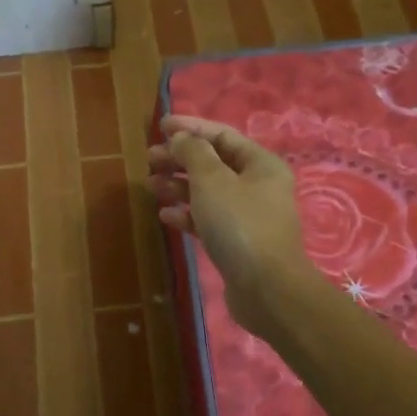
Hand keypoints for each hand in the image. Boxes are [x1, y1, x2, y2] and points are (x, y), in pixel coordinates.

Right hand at [147, 115, 313, 333]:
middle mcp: (259, 186)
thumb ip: (192, 153)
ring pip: (209, 192)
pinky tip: (166, 216)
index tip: (160, 126)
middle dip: (180, 158)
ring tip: (151, 185)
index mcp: (261, 164)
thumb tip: (180, 138)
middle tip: (149, 158)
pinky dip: (188, 214)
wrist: (267, 290)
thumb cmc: (240, 225)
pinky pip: (209, 220)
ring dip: (179, 186)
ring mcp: (249, 217)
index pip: (222, 135)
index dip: (190, 128)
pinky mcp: (238, 243)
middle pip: (214, 163)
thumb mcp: (212, 180)